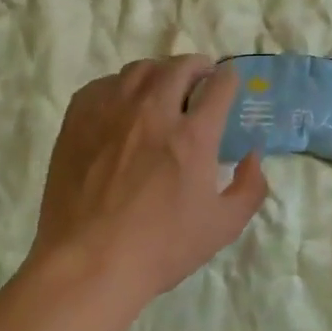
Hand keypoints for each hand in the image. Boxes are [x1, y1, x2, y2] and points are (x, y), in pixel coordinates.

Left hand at [32, 57, 267, 304]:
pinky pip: (103, 85)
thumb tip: (253, 155)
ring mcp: (112, 112)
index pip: (219, 86)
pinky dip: (120, 86)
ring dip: (159, 72)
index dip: (229, 79)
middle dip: (197, 66)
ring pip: (140, 69)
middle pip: (180, 67)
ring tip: (162, 86)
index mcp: (193, 135)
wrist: (88, 264)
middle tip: (200, 77)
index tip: (228, 82)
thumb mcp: (223, 226)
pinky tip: (122, 103)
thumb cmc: (161, 249)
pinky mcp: (78, 121)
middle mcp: (153, 111)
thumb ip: (250, 187)